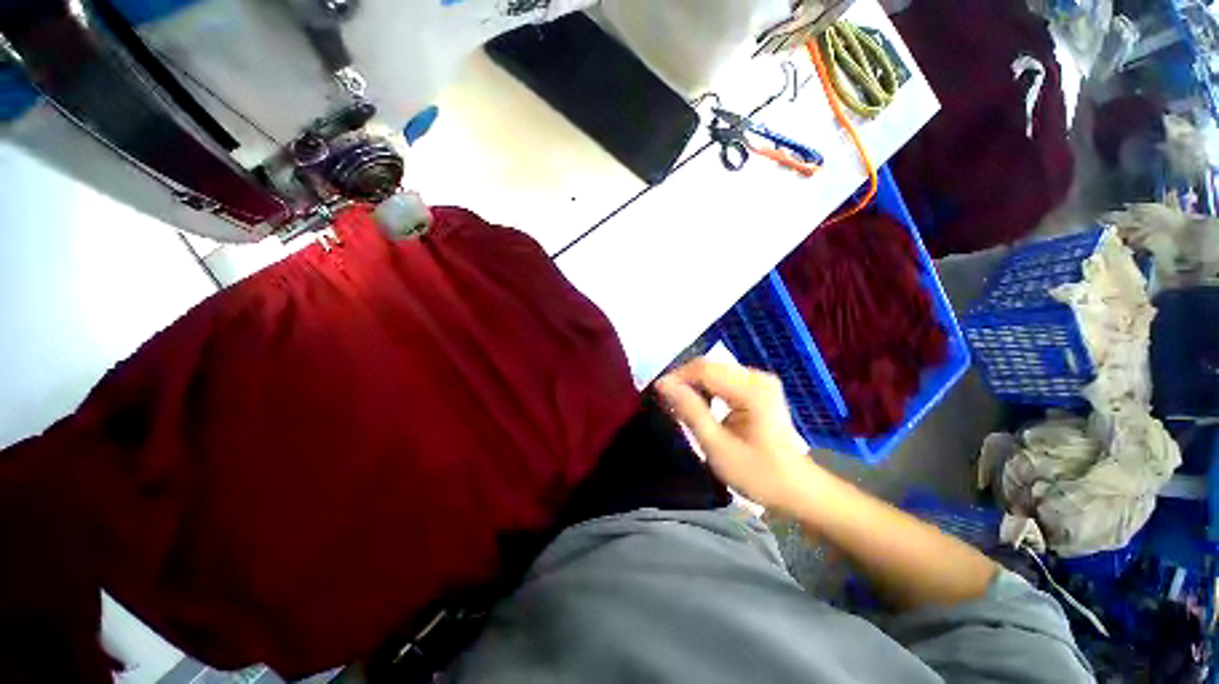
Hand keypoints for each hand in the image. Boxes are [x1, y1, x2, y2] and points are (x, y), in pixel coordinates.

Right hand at [655, 358, 820, 512]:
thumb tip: (664, 385)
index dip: (676, 378)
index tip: (657, 394)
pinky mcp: (758, 388)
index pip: (704, 370)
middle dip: (684, 381)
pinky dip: (706, 389)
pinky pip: (724, 379)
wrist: (798, 489)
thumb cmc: (759, 474)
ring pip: (714, 371)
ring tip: (679, 406)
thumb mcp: (718, 447)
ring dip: (694, 385)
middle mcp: (757, 377)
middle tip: (666, 402)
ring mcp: (760, 381)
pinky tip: (700, 406)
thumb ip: (691, 412)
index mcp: (751, 390)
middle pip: (709, 366)